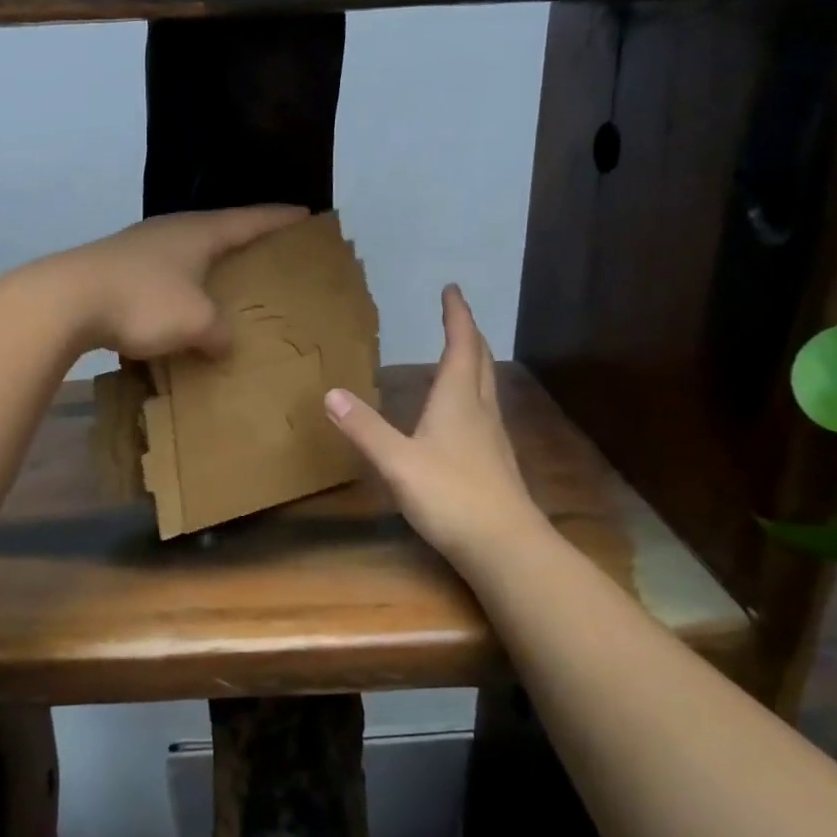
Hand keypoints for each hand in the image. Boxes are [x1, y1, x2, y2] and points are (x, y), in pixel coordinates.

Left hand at [46, 205, 307, 359]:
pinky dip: (181, 285)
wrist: (66, 301)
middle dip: (244, 239)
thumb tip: (222, 342)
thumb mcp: (196, 322)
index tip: (306, 214)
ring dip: (208, 265)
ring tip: (226, 280)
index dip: (279, 218)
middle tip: (270, 251)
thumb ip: (220, 333)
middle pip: (218, 229)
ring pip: (187, 252)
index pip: (250, 219)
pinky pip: (163, 273)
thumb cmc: (143, 301)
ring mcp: (140, 246)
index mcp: (199, 232)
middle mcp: (171, 230)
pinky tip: (179, 305)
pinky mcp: (117, 268)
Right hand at [324, 285, 551, 568]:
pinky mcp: (495, 460)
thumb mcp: (397, 462)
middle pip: (479, 360)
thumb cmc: (451, 496)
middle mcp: (481, 409)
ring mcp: (493, 436)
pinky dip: (473, 392)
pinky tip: (462, 412)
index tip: (452, 289)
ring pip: (486, 385)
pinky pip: (484, 410)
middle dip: (467, 333)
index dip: (457, 315)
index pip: (461, 344)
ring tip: (459, 353)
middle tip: (456, 314)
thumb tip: (331, 393)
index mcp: (459, 399)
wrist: (505, 547)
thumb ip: (364, 428)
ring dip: (473, 361)